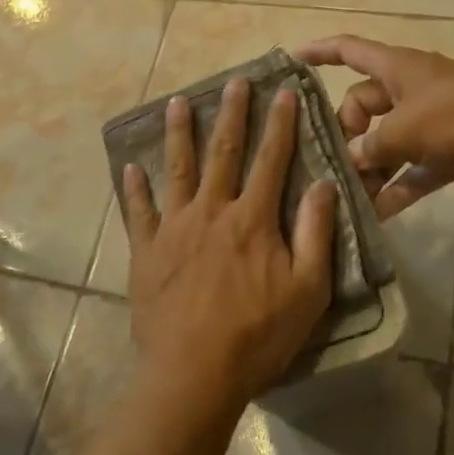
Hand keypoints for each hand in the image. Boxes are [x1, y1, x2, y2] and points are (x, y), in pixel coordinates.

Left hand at [122, 78, 336, 414]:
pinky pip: (139, 212)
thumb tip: (324, 184)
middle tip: (234, 81)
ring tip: (177, 103)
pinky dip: (134, 189)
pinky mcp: (146, 250)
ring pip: (177, 169)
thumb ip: (316, 233)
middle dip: (231, 114)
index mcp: (252, 219)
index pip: (271, 160)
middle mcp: (212, 211)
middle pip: (223, 152)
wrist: (193, 374)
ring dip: (178, 134)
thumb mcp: (307, 290)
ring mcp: (174, 228)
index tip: (283, 91)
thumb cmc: (258, 335)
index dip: (280, 123)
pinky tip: (129, 168)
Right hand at [295, 35, 453, 217]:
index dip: (319, 52)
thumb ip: (372, 145)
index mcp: (395, 68)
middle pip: (361, 106)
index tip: (291, 60)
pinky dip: (397, 188)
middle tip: (332, 165)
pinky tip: (378, 214)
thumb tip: (351, 160)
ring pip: (386, 143)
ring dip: (369, 168)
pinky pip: (412, 170)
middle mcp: (407, 91)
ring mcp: (428, 122)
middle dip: (345, 134)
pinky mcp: (447, 152)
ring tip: (347, 197)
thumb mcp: (406, 127)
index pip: (348, 50)